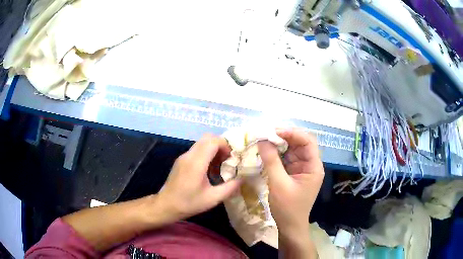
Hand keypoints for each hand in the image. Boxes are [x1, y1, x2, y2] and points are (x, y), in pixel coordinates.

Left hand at [157, 134, 241, 219]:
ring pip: (201, 143)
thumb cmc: (189, 203)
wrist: (166, 205)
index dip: (225, 145)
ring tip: (219, 165)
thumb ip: (230, 188)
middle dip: (220, 145)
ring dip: (213, 149)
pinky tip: (208, 170)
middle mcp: (188, 155)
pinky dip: (206, 154)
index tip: (232, 157)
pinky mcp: (181, 161)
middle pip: (207, 138)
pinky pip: (196, 150)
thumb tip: (243, 179)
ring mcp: (183, 157)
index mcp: (196, 163)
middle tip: (227, 159)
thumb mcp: (213, 198)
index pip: (212, 141)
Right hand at [258, 128, 323, 236]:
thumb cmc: (288, 208)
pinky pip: (285, 158)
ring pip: (291, 150)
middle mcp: (309, 164)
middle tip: (265, 134)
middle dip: (284, 137)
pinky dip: (276, 154)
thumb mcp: (279, 184)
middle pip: (300, 143)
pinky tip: (265, 151)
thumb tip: (262, 140)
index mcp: (314, 167)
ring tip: (263, 140)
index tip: (274, 131)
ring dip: (278, 144)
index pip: (307, 141)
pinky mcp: (293, 173)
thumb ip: (271, 161)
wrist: (289, 226)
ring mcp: (301, 169)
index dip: (293, 133)